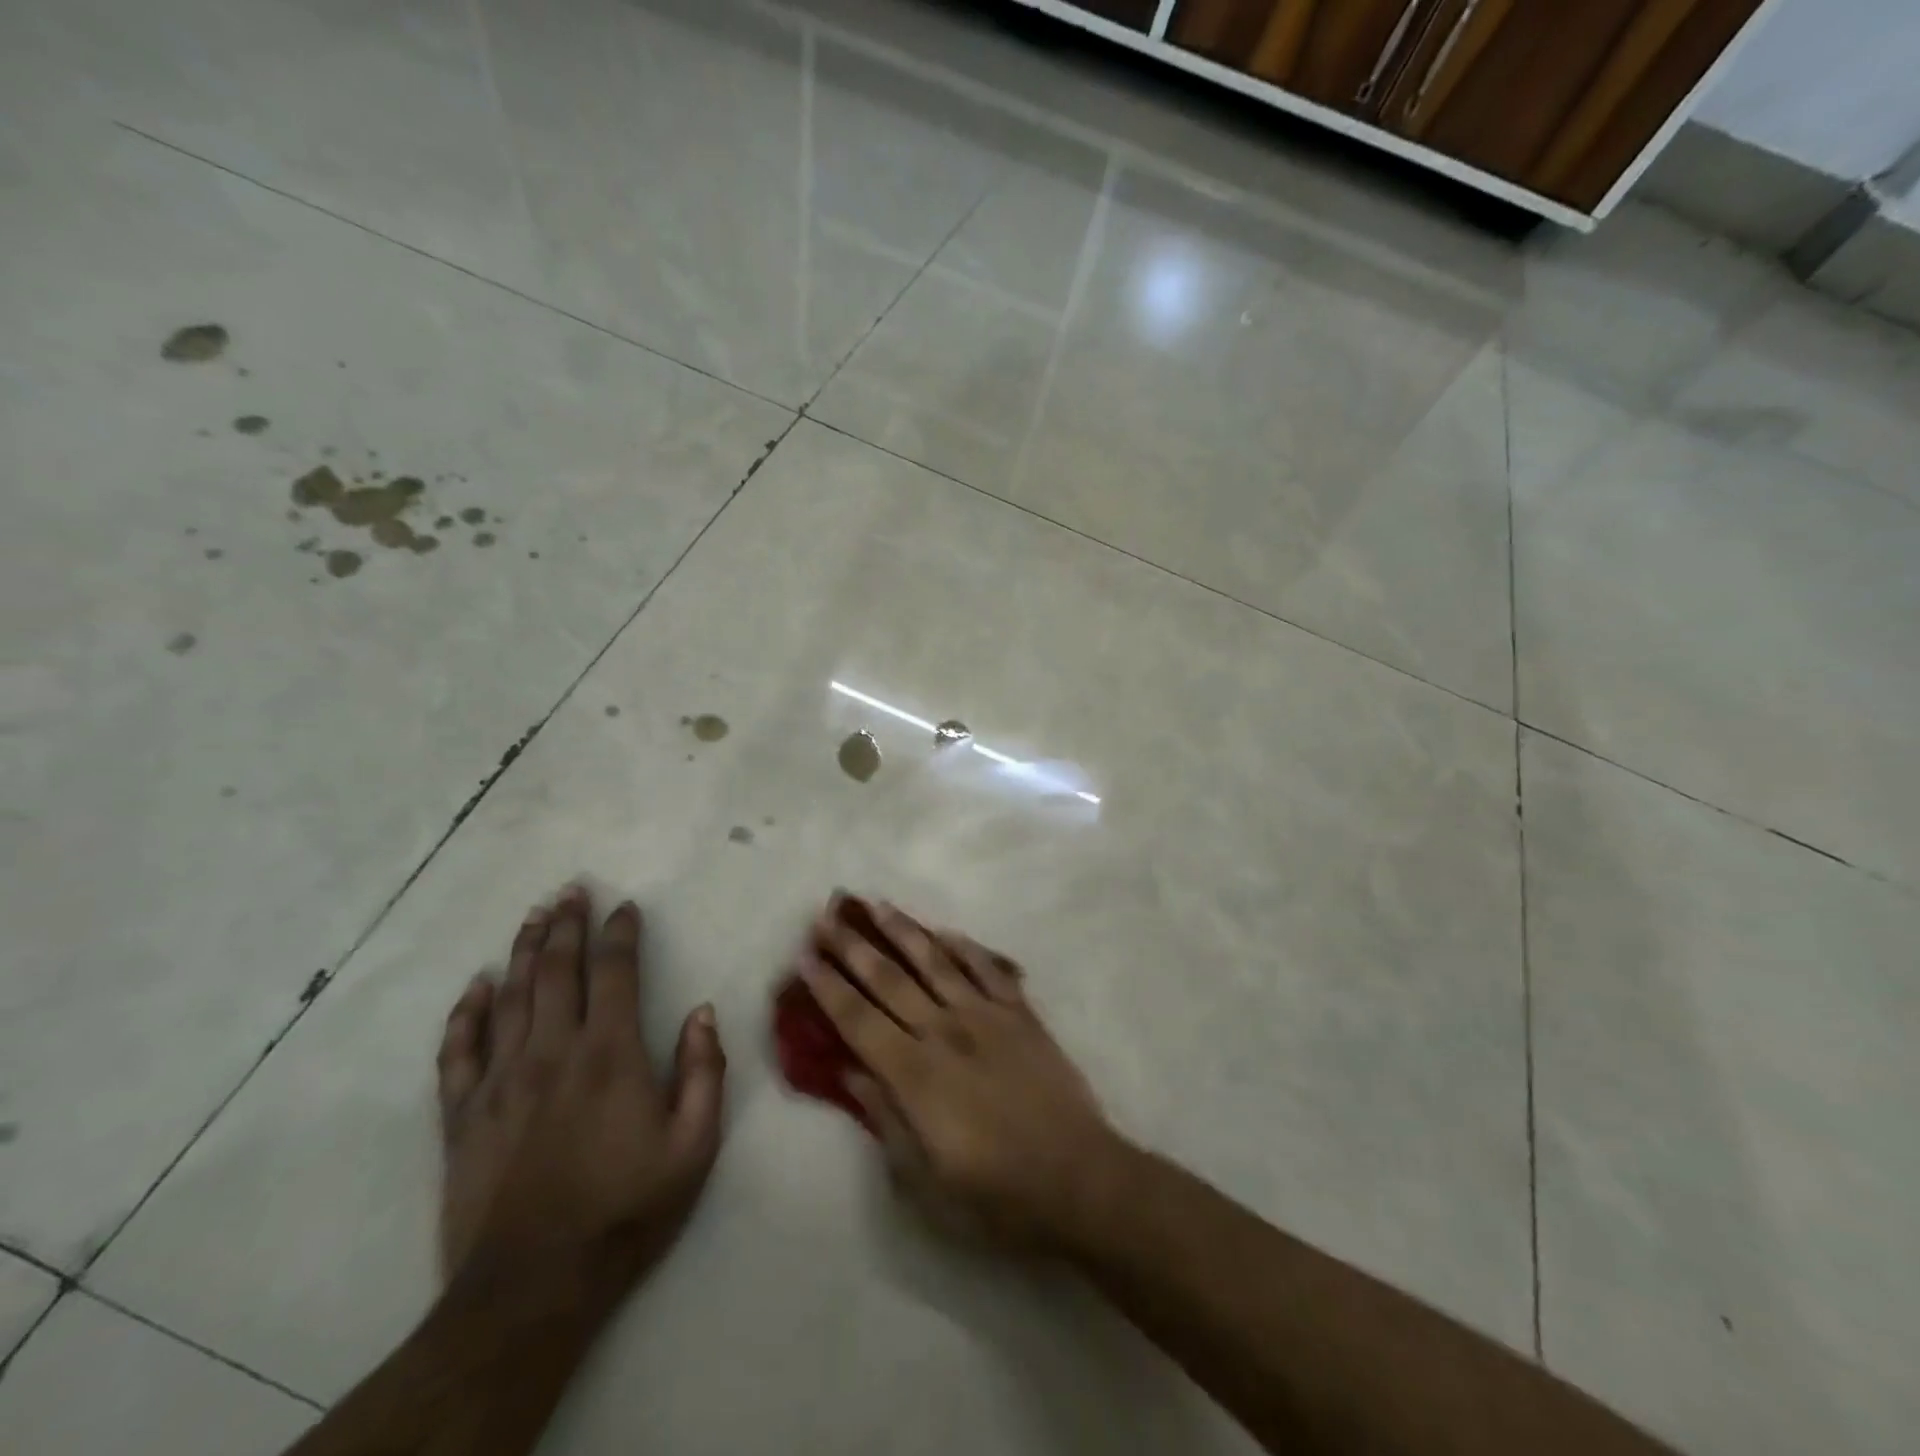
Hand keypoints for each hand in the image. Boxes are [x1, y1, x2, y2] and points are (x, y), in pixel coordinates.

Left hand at [436, 888, 726, 1296]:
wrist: (532, 1288)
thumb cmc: (625, 1210)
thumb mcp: (694, 1145)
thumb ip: (704, 1072)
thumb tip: (702, 1012)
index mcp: (609, 1054)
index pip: (614, 972)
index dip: (620, 933)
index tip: (626, 906)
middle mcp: (551, 1052)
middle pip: (556, 970)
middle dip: (566, 924)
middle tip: (570, 890)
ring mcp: (500, 1081)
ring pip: (510, 996)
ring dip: (524, 950)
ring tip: (534, 915)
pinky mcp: (463, 1115)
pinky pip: (458, 1050)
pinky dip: (466, 1013)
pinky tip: (476, 986)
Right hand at [798, 894, 1119, 1250]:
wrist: (1078, 1178)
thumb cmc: (995, 1194)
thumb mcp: (924, 1180)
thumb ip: (885, 1118)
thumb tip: (851, 1072)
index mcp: (915, 1074)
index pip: (858, 1019)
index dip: (828, 987)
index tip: (804, 957)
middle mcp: (944, 1031)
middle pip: (889, 979)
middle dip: (853, 947)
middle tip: (826, 916)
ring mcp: (986, 1016)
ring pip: (936, 961)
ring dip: (903, 931)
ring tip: (877, 905)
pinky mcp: (1021, 1014)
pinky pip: (988, 968)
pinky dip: (965, 947)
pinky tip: (946, 932)